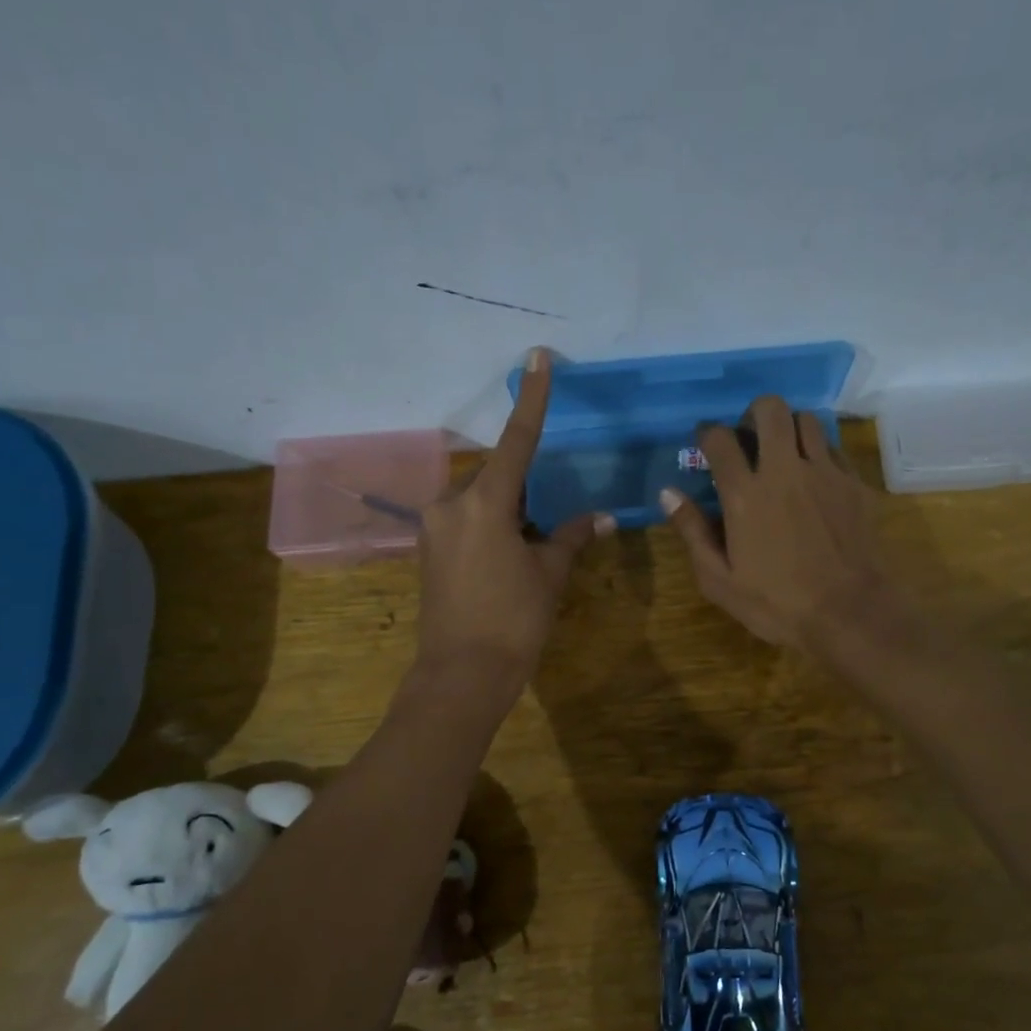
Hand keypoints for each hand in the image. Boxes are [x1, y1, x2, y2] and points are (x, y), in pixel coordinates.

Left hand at [415, 347, 610, 690]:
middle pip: (496, 477)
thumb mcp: (549, 575)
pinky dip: (490, 527)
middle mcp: (451, 504)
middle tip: (547, 524)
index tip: (537, 357)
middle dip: (524, 490)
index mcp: (485, 502)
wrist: (462, 674)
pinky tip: (506, 559)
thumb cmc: (513, 621)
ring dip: (507, 511)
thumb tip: (602, 518)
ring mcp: (433, 527)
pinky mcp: (427, 549)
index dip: (533, 398)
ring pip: (480, 501)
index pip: (516, 440)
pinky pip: (465, 521)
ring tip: (529, 550)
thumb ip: (572, 537)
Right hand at [660, 397, 897, 651]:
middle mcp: (784, 470)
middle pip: (769, 409)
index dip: (707, 434)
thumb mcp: (719, 580)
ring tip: (784, 455)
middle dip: (753, 414)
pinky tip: (815, 479)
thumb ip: (692, 532)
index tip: (705, 443)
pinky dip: (819, 453)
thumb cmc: (776, 604)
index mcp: (745, 494)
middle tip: (749, 439)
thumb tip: (667, 493)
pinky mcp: (854, 483)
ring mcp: (825, 473)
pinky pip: (834, 449)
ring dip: (789, 429)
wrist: (850, 613)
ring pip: (806, 420)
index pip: (719, 439)